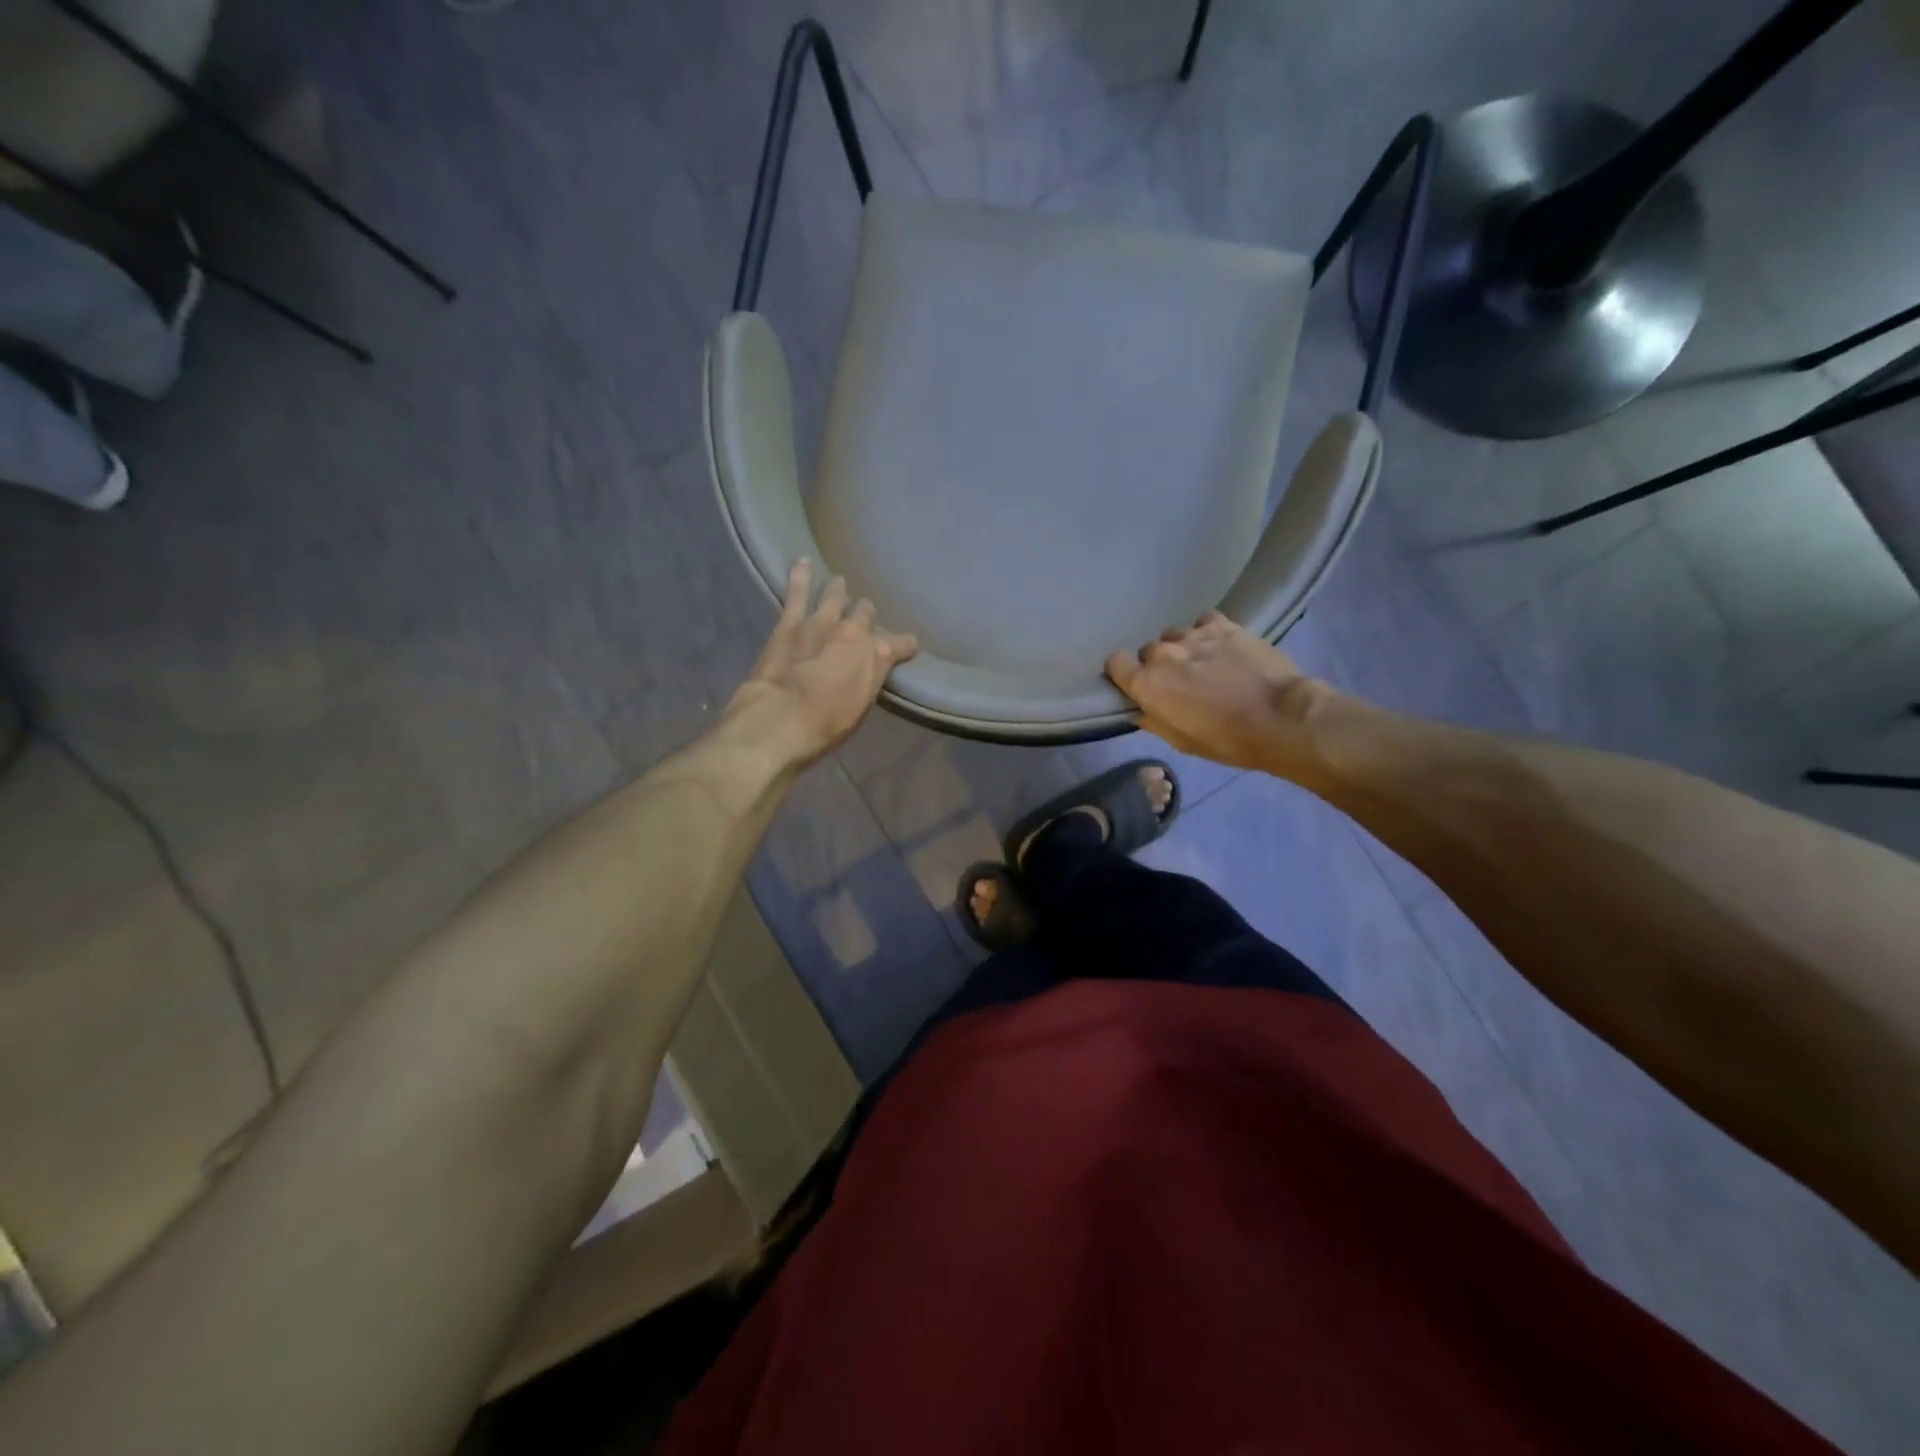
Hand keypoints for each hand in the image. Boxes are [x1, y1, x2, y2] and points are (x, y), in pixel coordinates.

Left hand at [723, 558, 917, 768]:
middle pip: (865, 617)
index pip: (900, 646)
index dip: (904, 645)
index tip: (909, 645)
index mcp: (877, 657)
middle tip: (866, 612)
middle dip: (866, 615)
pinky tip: (802, 562)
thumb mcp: (860, 709)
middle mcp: (855, 633)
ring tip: (840, 583)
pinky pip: (797, 594)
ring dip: (838, 592)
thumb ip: (867, 683)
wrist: (782, 719)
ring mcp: (822, 623)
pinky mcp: (790, 623)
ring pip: (834, 599)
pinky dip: (800, 576)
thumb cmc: (826, 726)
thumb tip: (872, 670)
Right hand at [1106, 611, 1325, 770]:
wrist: (1280, 718)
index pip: (1115, 663)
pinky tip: (1221, 646)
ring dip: (1183, 648)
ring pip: (1175, 635)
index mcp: (1146, 683)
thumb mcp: (1180, 742)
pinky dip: (1207, 632)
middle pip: (1148, 651)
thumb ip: (1152, 720)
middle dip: (1159, 665)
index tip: (1138, 685)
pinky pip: (1203, 621)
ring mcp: (1194, 635)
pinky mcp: (1223, 624)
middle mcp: (1163, 653)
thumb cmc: (1226, 740)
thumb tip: (1140, 708)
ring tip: (1204, 663)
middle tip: (1180, 682)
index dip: (1125, 674)